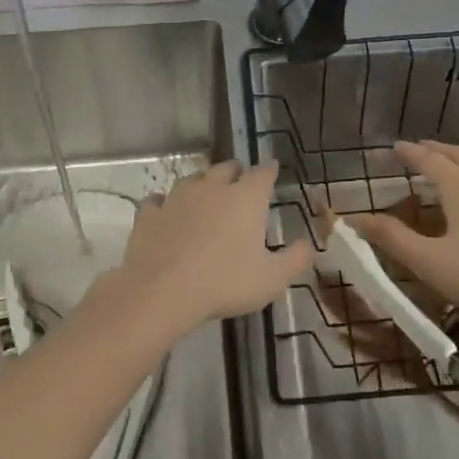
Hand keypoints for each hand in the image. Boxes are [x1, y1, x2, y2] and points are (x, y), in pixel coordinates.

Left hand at [112, 161, 312, 330]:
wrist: (162, 291)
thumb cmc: (225, 282)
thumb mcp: (271, 279)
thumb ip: (294, 259)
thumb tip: (308, 245)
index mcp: (245, 198)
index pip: (263, 173)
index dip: (269, 171)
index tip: (273, 170)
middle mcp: (212, 188)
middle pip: (226, 168)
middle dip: (235, 172)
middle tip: (240, 182)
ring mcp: (177, 198)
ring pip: (192, 179)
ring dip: (201, 183)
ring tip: (205, 194)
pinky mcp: (149, 214)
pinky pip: (158, 201)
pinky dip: (164, 204)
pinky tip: (165, 211)